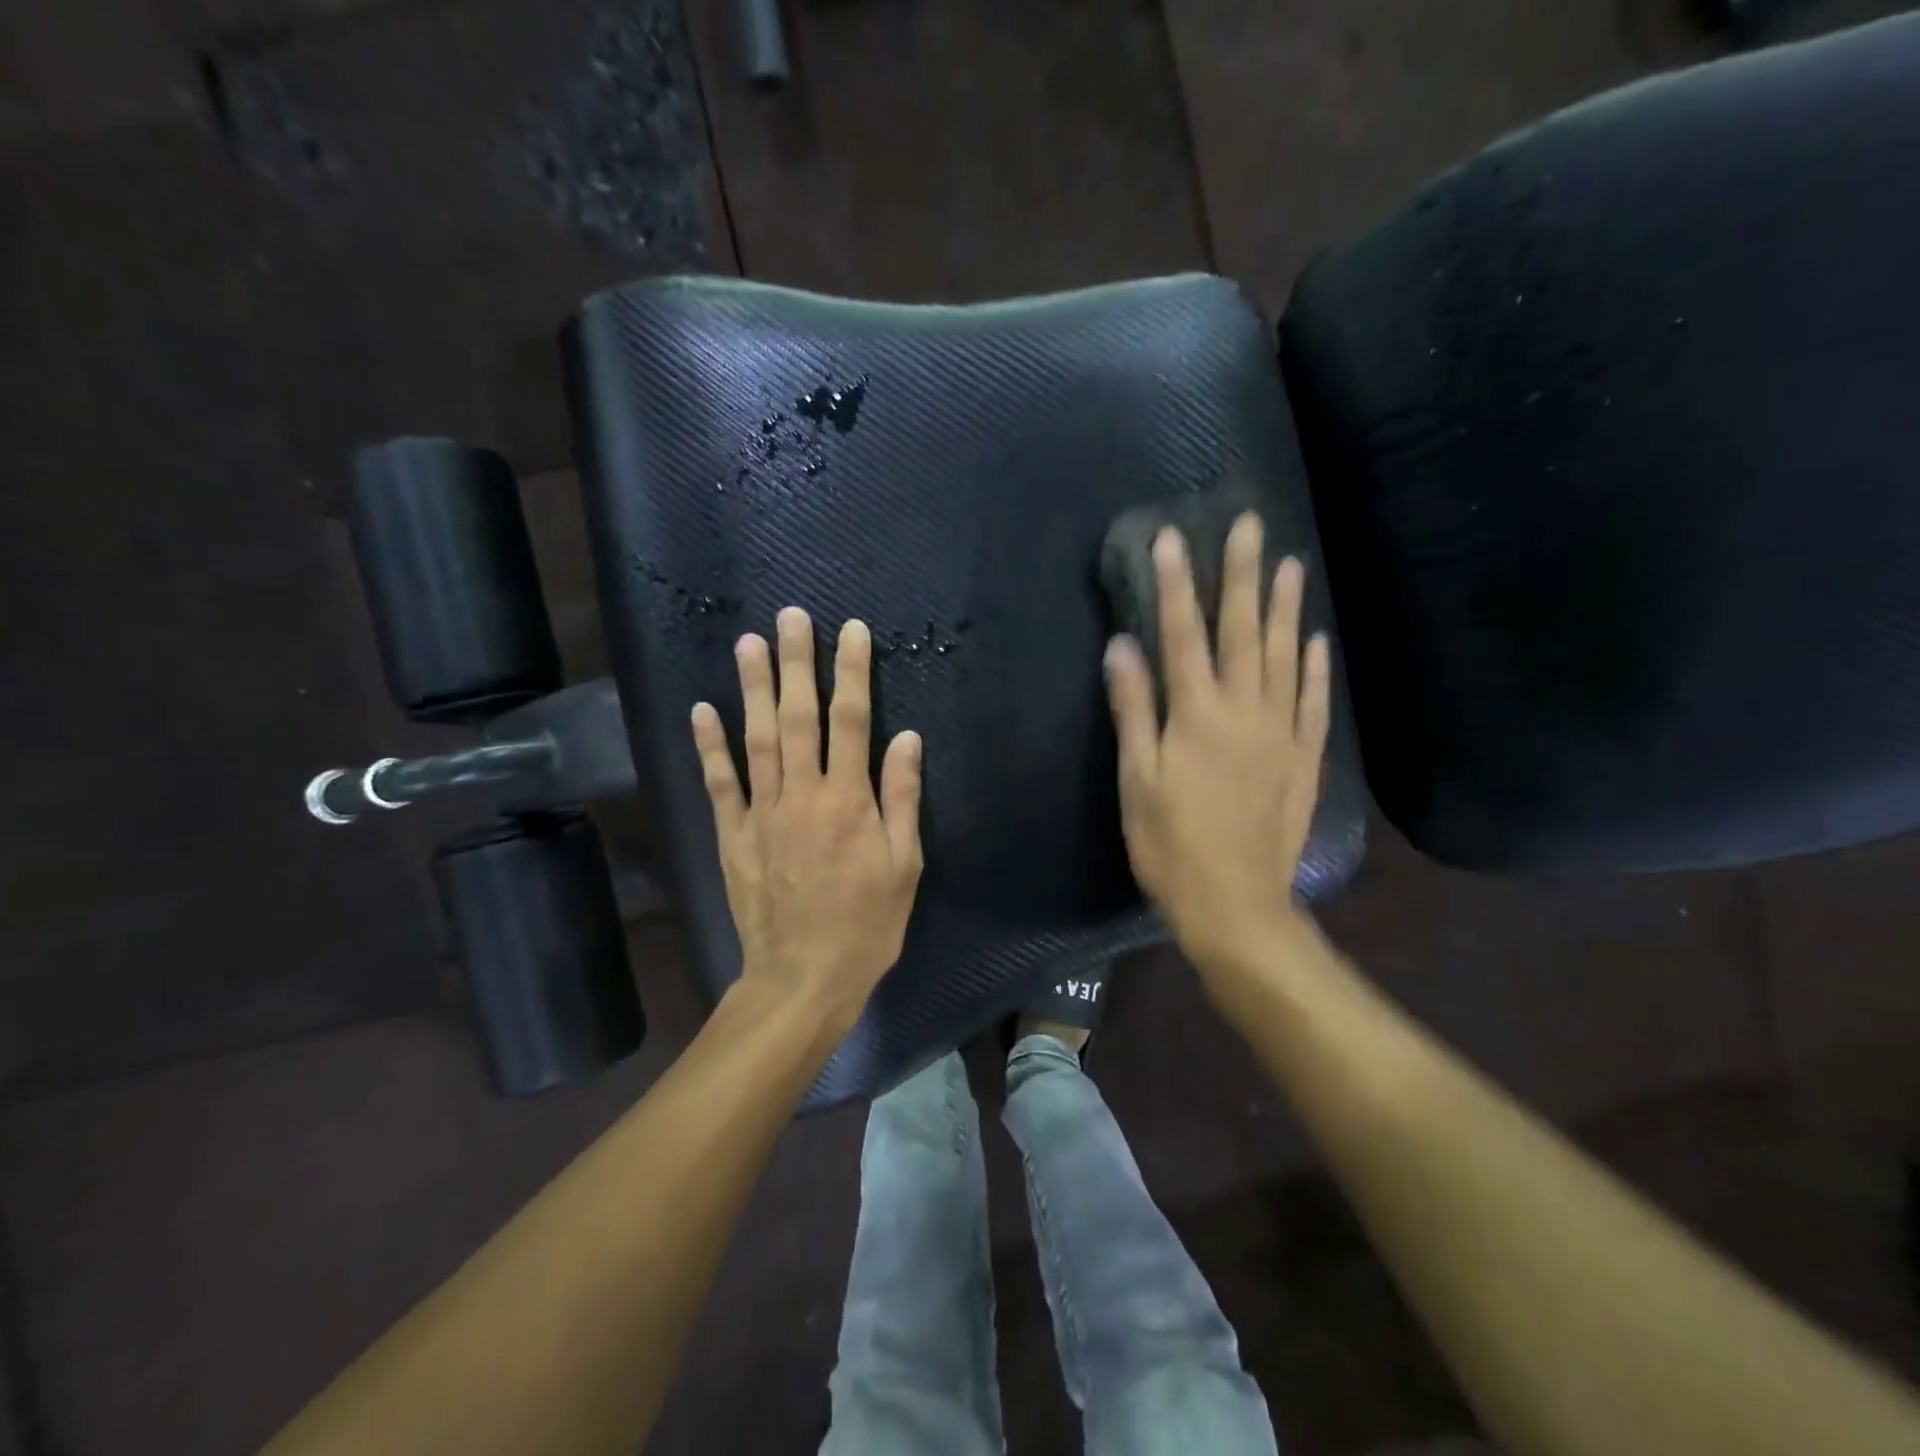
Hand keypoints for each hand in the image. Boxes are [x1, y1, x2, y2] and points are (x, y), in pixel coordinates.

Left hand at [691, 607, 924, 1031]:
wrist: (803, 978)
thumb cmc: (866, 925)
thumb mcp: (903, 866)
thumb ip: (901, 798)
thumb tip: (906, 738)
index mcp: (849, 800)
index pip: (852, 721)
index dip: (852, 672)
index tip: (851, 631)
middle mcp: (803, 794)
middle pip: (799, 716)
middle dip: (797, 663)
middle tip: (791, 616)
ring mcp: (762, 812)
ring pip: (757, 738)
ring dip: (753, 688)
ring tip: (749, 642)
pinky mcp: (733, 834)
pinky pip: (720, 782)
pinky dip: (711, 745)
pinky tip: (704, 708)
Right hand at [1104, 514, 1330, 979]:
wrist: (1236, 905)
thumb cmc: (1171, 845)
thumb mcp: (1138, 780)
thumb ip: (1134, 710)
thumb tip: (1123, 646)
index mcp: (1197, 716)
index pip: (1183, 635)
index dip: (1175, 584)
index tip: (1173, 537)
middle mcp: (1245, 711)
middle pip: (1242, 631)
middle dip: (1241, 575)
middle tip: (1250, 524)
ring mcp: (1282, 733)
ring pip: (1285, 657)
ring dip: (1285, 608)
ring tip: (1290, 564)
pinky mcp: (1303, 759)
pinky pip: (1314, 702)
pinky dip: (1315, 668)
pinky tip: (1316, 641)